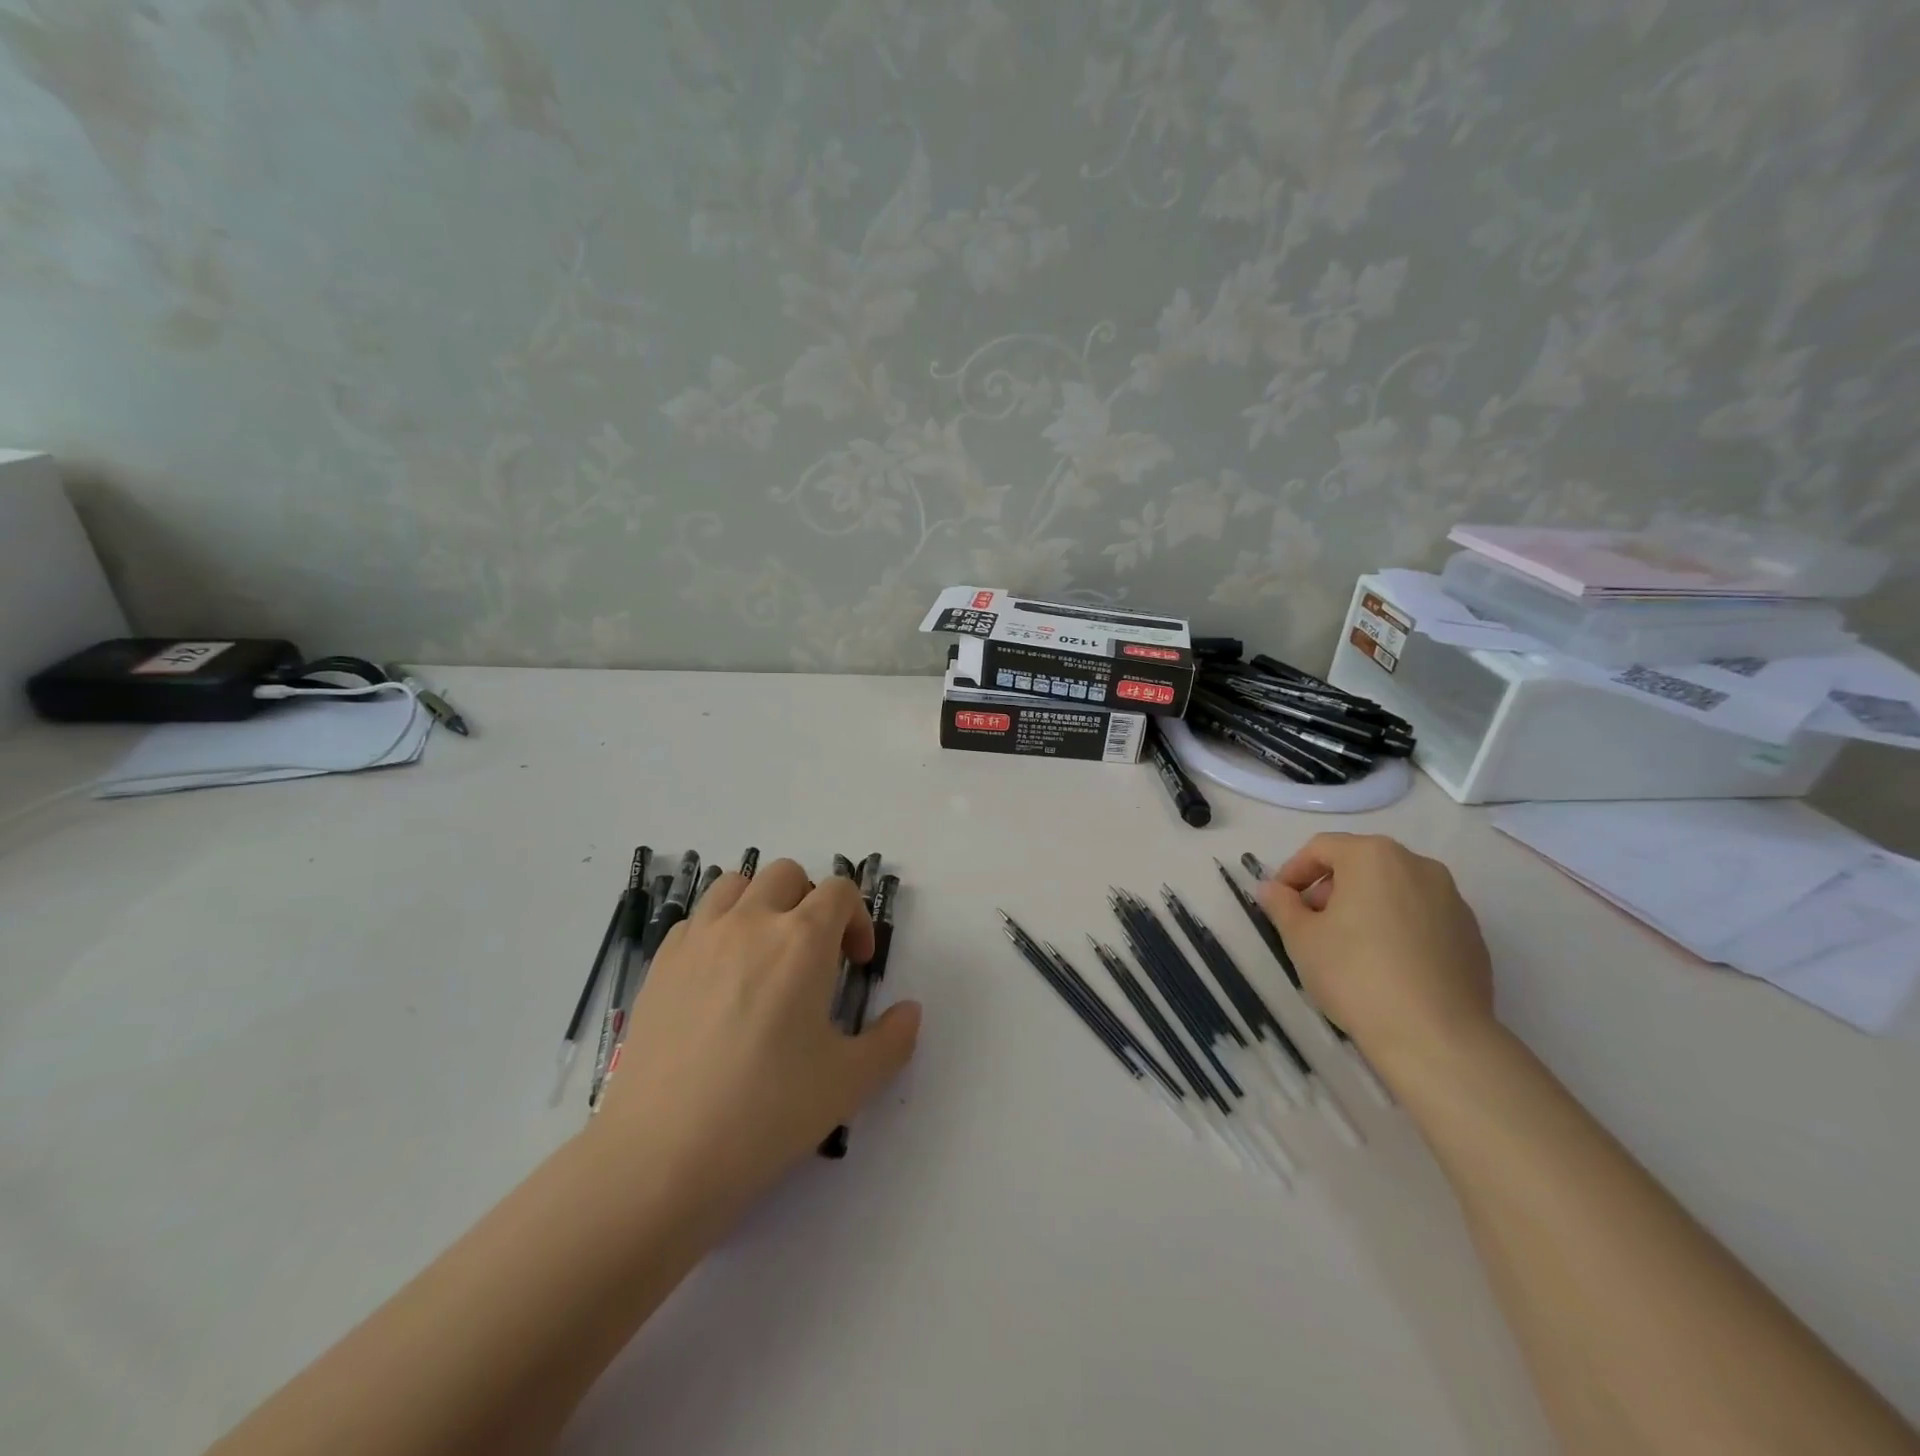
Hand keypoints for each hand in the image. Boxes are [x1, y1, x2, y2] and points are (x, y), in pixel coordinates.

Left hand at [591, 859, 921, 1210]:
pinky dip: (717, 929)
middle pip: (787, 875)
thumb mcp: (849, 1083)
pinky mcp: (661, 963)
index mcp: (803, 940)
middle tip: (814, 956)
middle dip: (810, 903)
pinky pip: (696, 919)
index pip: (839, 891)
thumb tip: (910, 1011)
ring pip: (735, 884)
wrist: (661, 1156)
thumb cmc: (767, 1112)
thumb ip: (892, 1040)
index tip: (857, 964)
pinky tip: (719, 979)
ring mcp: (699, 938)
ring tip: (764, 953)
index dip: (857, 919)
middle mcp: (751, 922)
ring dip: (761, 903)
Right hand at [1257, 833, 1492, 1070]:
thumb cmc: (1355, 974)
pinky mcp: (1472, 935)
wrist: (1436, 1037)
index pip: (1321, 848)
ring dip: (1365, 907)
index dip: (1293, 871)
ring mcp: (1452, 900)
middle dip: (1330, 888)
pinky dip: (1398, 928)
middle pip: (1361, 864)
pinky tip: (1387, 965)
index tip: (1280, 902)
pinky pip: (1422, 917)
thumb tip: (1271, 888)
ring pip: (1394, 890)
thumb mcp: (1301, 938)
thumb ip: (1281, 904)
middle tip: (1311, 924)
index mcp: (1373, 856)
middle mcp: (1418, 865)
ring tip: (1348, 947)